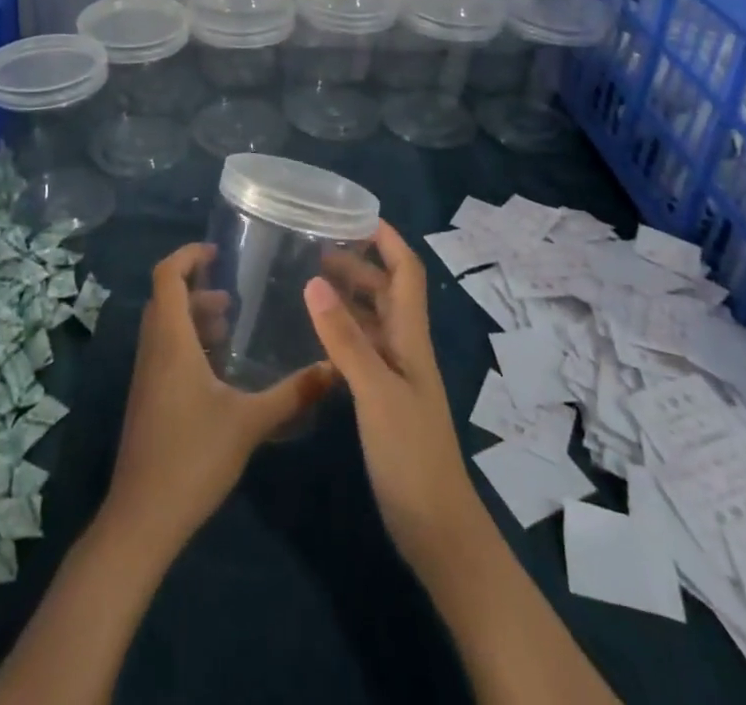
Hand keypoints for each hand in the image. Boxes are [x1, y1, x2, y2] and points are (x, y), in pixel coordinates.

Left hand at [104, 242, 332, 556]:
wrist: (142, 518)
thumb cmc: (193, 457)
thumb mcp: (250, 422)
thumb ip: (292, 393)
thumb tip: (333, 366)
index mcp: (171, 340)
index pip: (166, 276)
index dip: (187, 255)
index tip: (217, 252)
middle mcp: (153, 349)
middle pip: (165, 298)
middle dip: (196, 287)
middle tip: (234, 296)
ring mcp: (146, 375)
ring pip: (164, 326)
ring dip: (193, 316)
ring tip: (230, 327)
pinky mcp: (147, 398)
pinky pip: (163, 350)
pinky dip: (187, 342)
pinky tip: (217, 369)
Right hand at [304, 222, 482, 571]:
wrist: (437, 529)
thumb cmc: (411, 454)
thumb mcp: (375, 392)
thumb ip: (345, 338)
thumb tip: (314, 280)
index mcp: (410, 337)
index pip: (406, 272)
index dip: (387, 240)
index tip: (355, 215)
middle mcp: (405, 348)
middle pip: (386, 291)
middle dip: (358, 263)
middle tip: (314, 248)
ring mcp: (395, 375)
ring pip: (373, 320)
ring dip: (347, 296)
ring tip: (308, 282)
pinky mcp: (383, 400)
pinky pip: (362, 350)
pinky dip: (341, 332)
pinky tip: (314, 335)